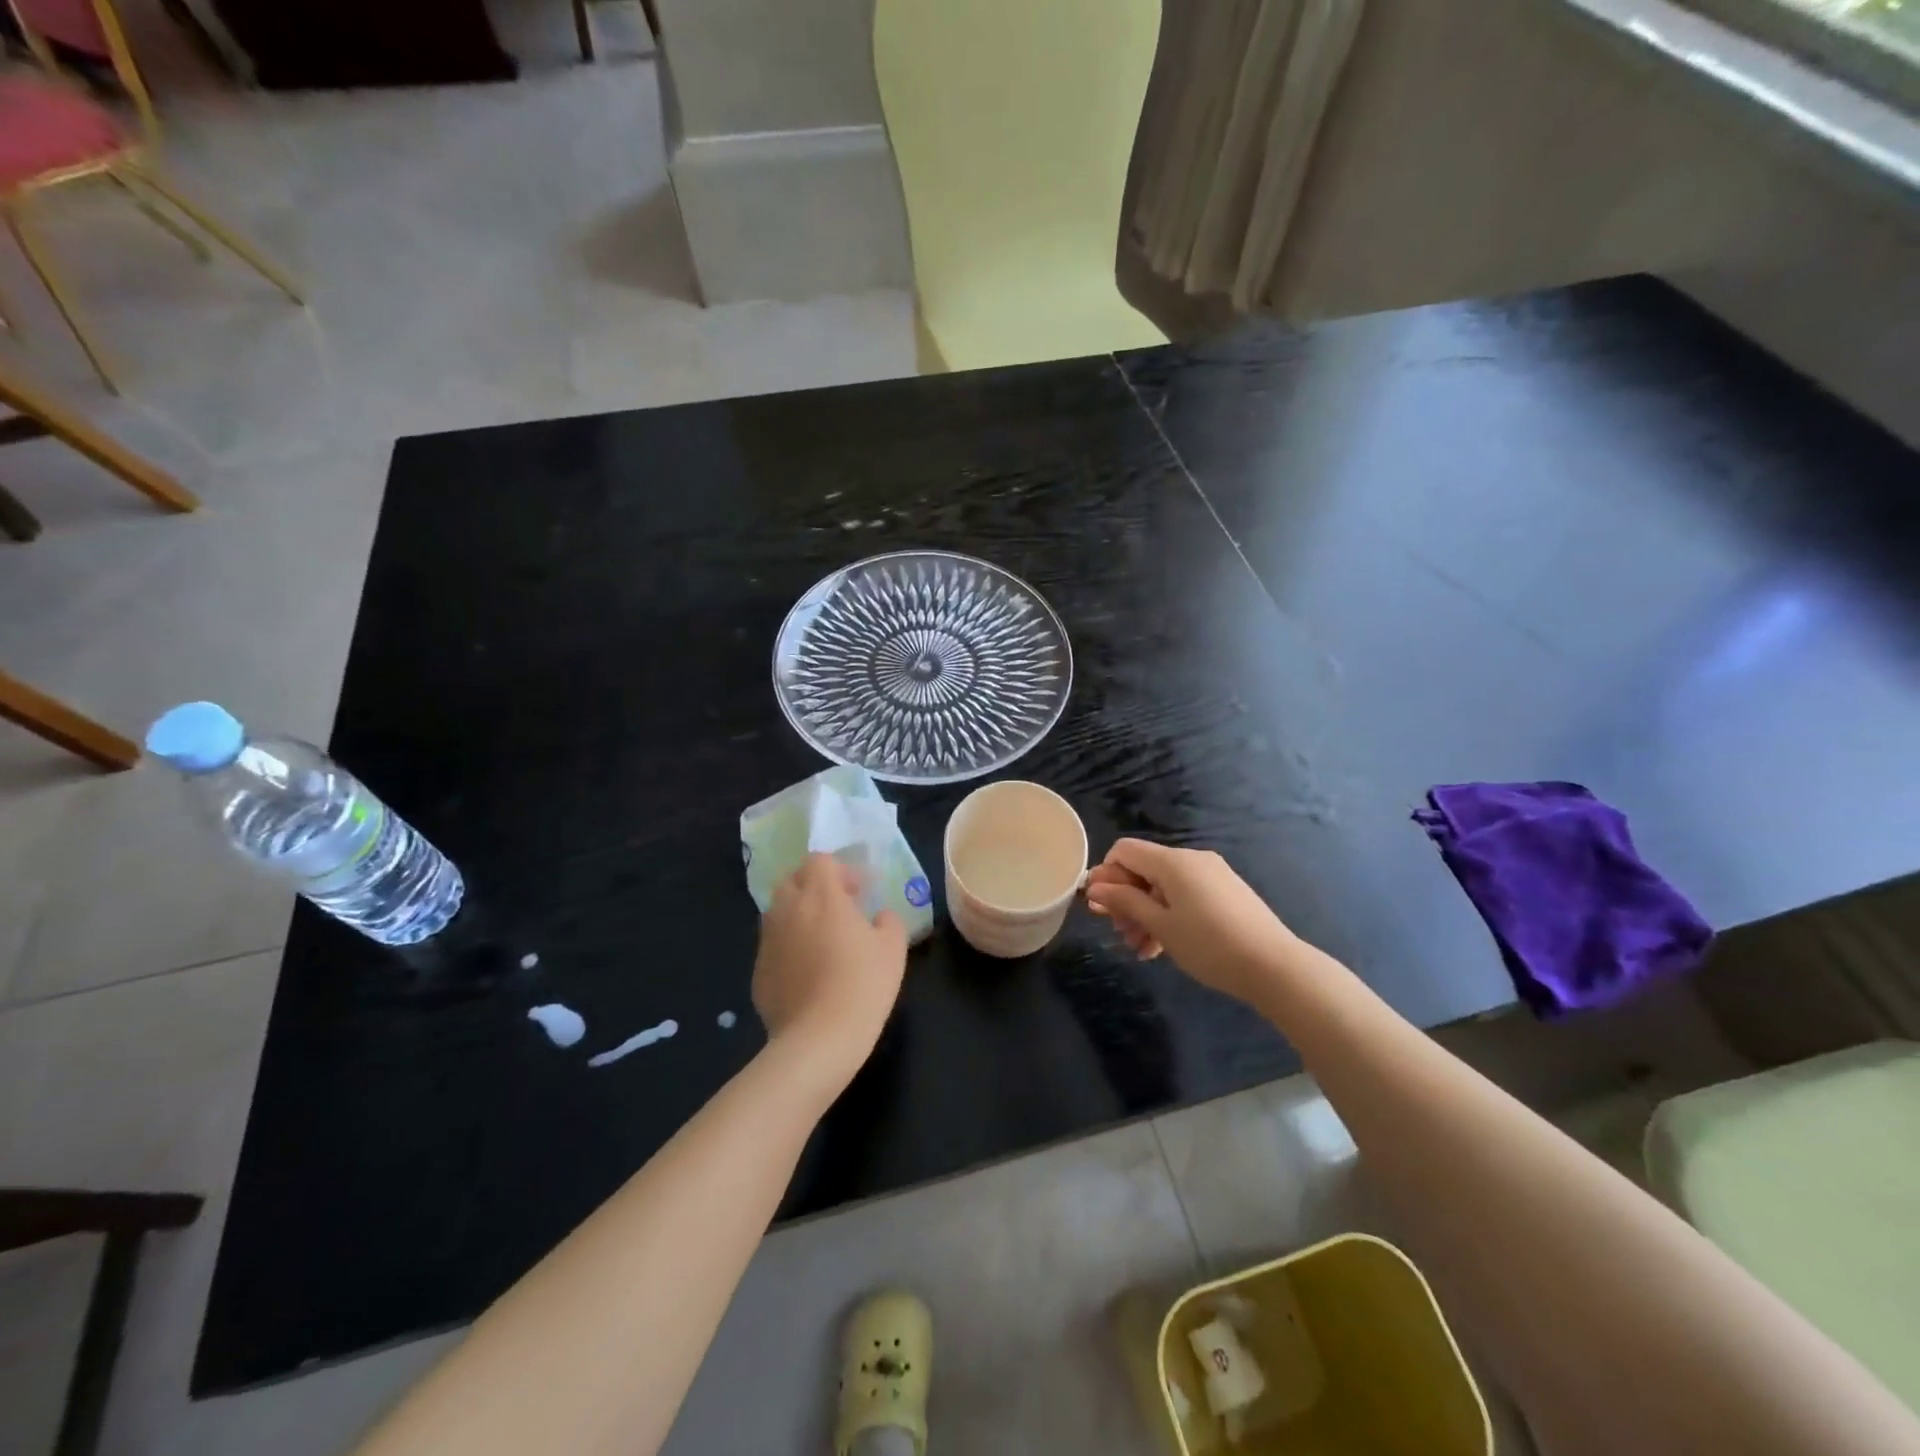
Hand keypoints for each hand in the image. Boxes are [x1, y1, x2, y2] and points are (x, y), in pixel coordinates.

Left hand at [752, 854, 907, 1083]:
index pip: (819, 860)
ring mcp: (768, 940)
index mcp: (820, 895)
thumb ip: (888, 921)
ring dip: (799, 916)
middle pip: (792, 880)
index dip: (839, 870)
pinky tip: (807, 974)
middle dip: (813, 887)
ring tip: (822, 942)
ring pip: (779, 912)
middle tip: (838, 910)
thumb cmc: (862, 984)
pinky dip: (788, 948)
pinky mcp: (757, 970)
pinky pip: (773, 946)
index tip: (858, 893)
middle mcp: (787, 909)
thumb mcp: (893, 948)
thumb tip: (879, 917)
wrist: (819, 1039)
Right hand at [1084, 840, 1296, 1003]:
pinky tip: (1164, 946)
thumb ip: (1125, 902)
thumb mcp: (1160, 925)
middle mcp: (1192, 859)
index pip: (1124, 850)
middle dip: (1126, 899)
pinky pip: (1185, 895)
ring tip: (1142, 949)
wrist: (1274, 966)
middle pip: (1144, 869)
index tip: (1101, 908)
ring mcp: (1212, 875)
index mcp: (1173, 861)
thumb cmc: (1209, 945)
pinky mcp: (1226, 892)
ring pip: (1164, 886)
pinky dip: (1169, 914)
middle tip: (1121, 934)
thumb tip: (1094, 886)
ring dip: (1146, 913)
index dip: (1106, 875)